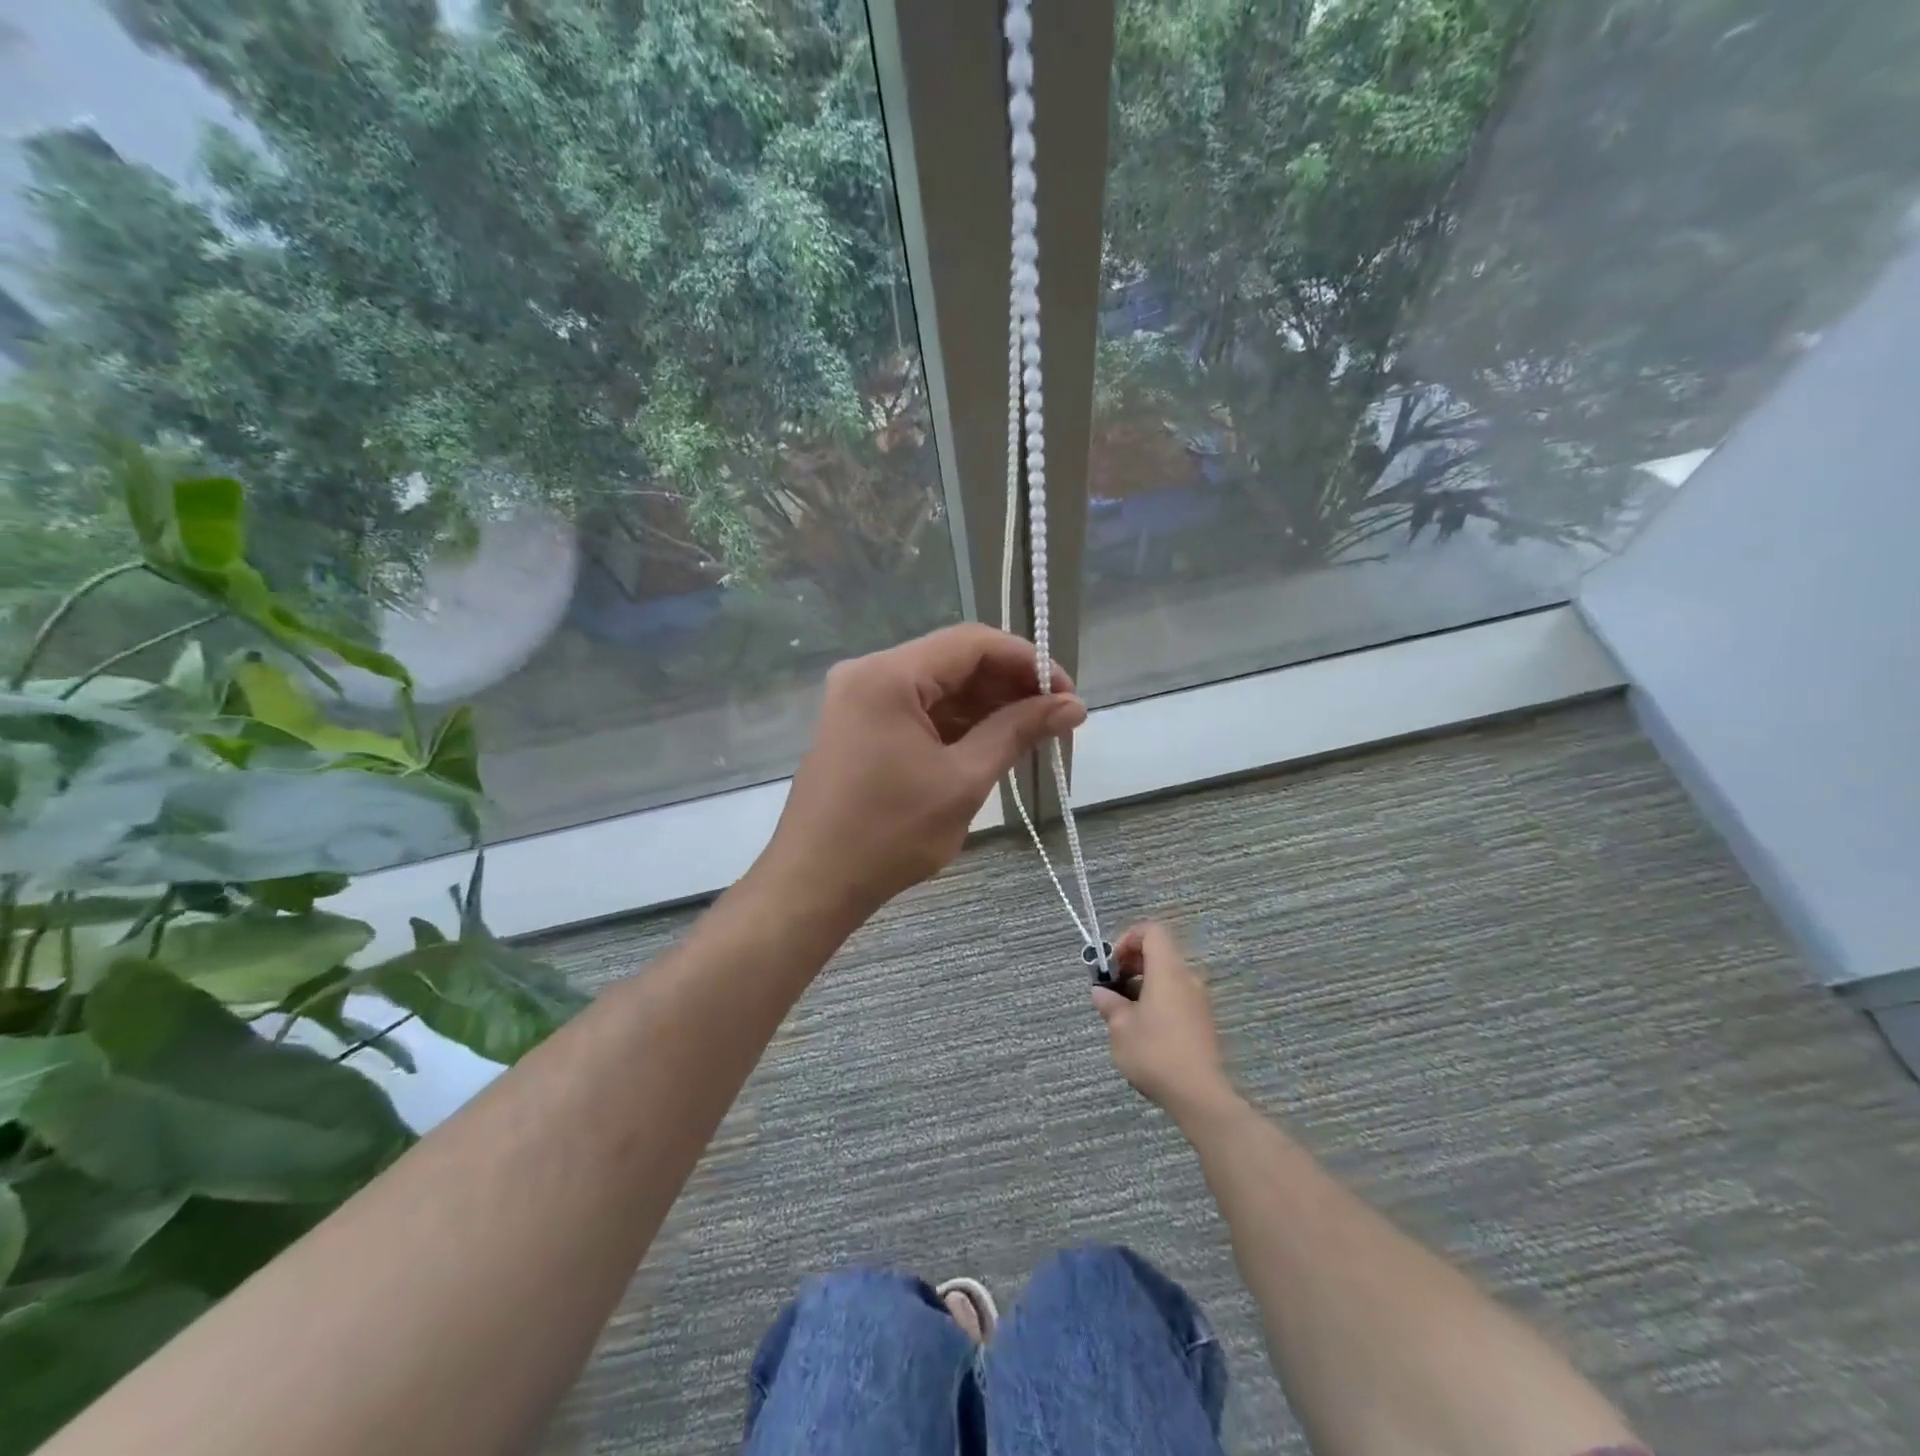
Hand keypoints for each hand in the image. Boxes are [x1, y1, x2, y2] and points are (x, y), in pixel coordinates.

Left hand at [762, 623, 1085, 921]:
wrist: (814, 883)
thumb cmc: (889, 834)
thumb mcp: (963, 780)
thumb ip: (1018, 732)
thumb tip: (1073, 705)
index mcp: (888, 675)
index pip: (972, 642)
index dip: (1027, 661)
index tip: (1066, 694)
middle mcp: (868, 673)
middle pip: (953, 660)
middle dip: (1008, 685)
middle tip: (1054, 718)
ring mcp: (858, 699)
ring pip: (936, 686)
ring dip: (984, 705)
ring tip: (1031, 734)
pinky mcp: (857, 726)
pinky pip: (917, 709)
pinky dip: (955, 723)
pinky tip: (990, 744)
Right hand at [1093, 922, 1234, 1119]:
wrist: (1200, 1095)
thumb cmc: (1155, 1053)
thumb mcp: (1120, 1028)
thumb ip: (1109, 1004)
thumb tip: (1101, 993)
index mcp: (1168, 970)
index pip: (1151, 931)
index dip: (1127, 939)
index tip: (1111, 965)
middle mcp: (1187, 978)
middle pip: (1159, 953)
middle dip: (1131, 964)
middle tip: (1112, 988)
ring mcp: (1199, 1000)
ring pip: (1168, 977)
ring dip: (1143, 985)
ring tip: (1124, 1013)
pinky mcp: (1204, 1021)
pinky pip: (1177, 996)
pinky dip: (1158, 1000)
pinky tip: (1144, 1029)